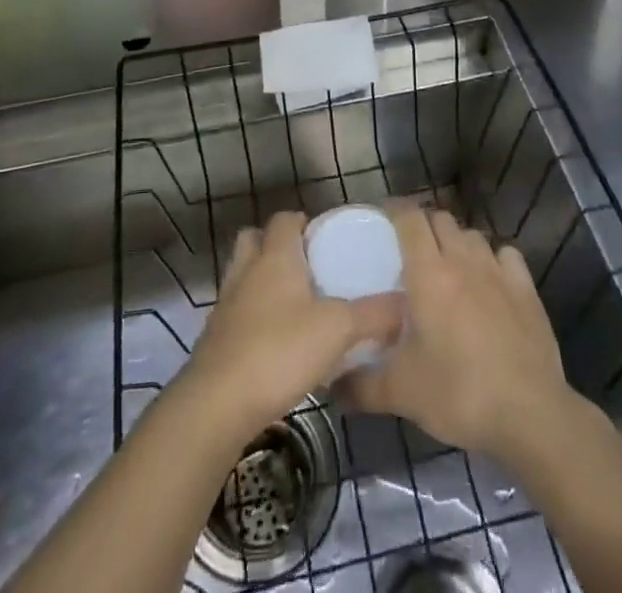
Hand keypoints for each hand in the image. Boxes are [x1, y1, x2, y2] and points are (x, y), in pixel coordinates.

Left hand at [183, 211, 402, 441]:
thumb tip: (406, 303)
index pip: (284, 219)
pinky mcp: (215, 337)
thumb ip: (374, 315)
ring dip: (261, 280)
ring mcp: (226, 303)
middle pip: (255, 239)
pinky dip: (252, 316)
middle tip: (305, 266)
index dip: (302, 222)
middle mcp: (247, 270)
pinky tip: (274, 341)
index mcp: (275, 256)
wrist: (218, 403)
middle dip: (276, 245)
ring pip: (243, 274)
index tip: (324, 238)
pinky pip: (236, 311)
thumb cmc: (280, 350)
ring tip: (292, 304)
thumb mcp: (337, 330)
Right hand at [344, 204, 572, 458]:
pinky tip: (489, 280)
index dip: (395, 210)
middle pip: (440, 219)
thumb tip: (332, 387)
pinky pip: (505, 255)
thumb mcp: (402, 393)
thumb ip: (361, 386)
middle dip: (423, 225)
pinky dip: (493, 259)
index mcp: (429, 273)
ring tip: (447, 265)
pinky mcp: (526, 289)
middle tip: (409, 249)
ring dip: (456, 241)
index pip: (410, 218)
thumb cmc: (459, 392)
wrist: (530, 413)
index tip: (381, 218)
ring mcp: (498, 271)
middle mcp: (463, 260)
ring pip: (472, 234)